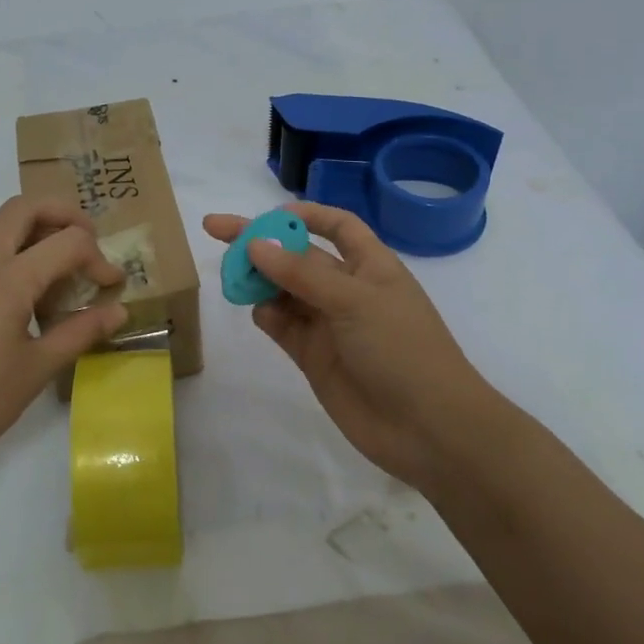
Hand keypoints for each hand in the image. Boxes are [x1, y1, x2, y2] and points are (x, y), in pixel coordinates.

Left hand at [0, 197, 127, 484]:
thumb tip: (119, 311)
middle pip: (25, 207)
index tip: (113, 286)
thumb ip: (80, 332)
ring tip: (55, 265)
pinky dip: (8, 247)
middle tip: (88, 243)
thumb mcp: (36, 369)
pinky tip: (20, 292)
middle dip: (64, 215)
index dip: (99, 258)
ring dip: (32, 227)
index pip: (67, 242)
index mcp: (7, 278)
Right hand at [203, 202, 497, 495]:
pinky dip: (266, 315)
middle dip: (261, 242)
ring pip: (284, 290)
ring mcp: (329, 324)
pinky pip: (283, 325)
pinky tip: (256, 310)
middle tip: (215, 230)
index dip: (305, 214)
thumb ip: (301, 273)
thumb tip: (255, 243)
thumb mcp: (354, 301)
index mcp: (370, 266)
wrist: (427, 429)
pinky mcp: (314, 357)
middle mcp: (347, 289)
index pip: (337, 225)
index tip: (267, 214)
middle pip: (298, 255)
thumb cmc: (402, 349)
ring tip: (230, 274)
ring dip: (258, 278)